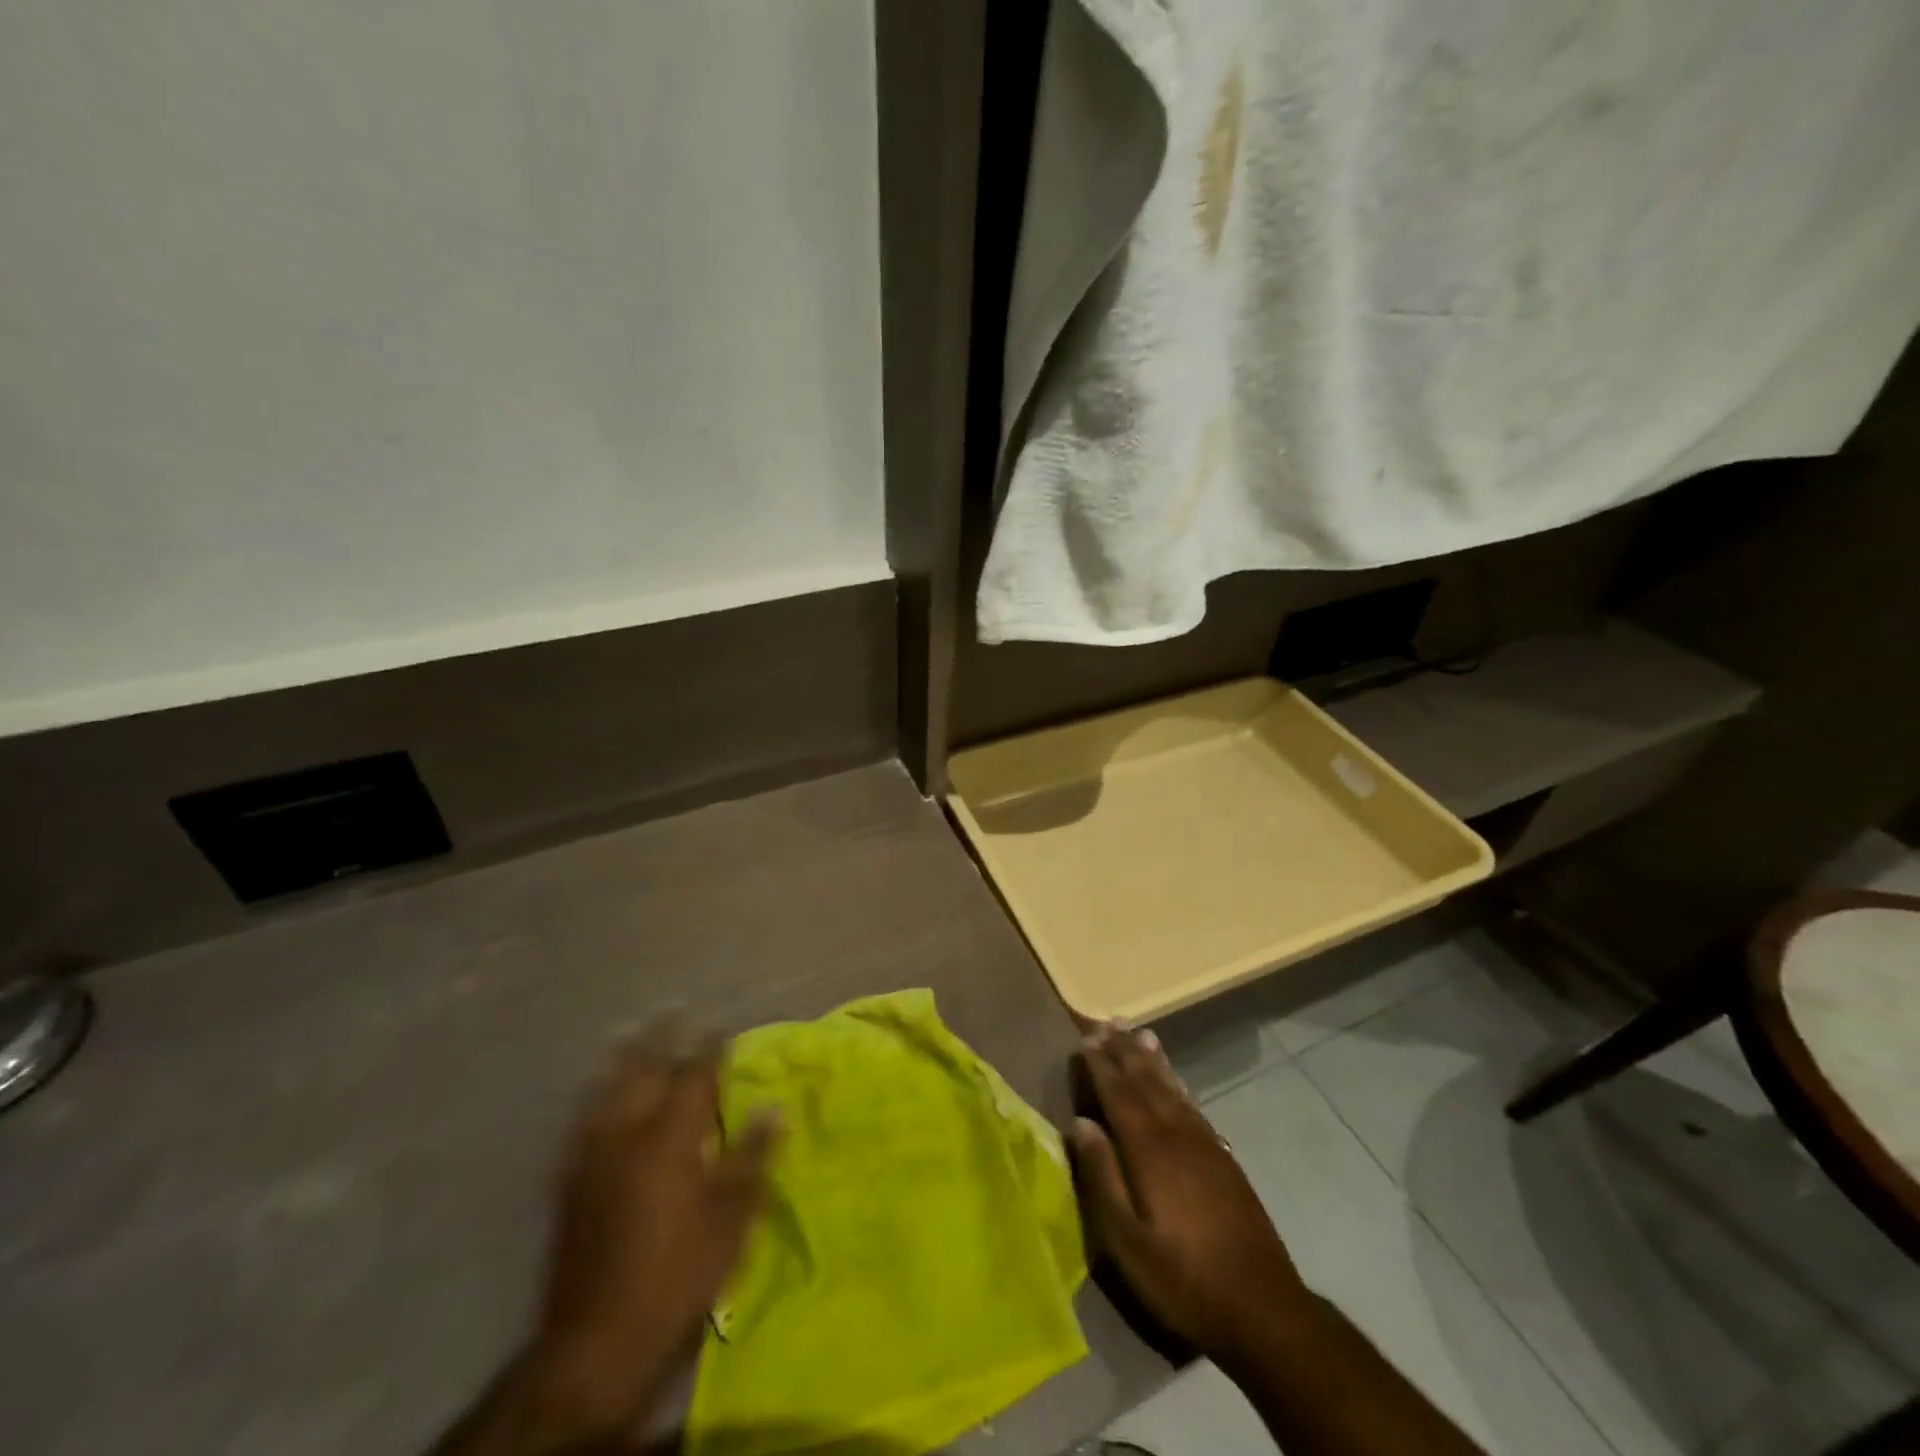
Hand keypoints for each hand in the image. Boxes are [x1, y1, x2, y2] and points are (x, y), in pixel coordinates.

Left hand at [532, 1045, 778, 1431]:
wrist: (596, 1340)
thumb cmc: (677, 1274)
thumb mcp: (731, 1219)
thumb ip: (752, 1156)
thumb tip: (775, 1108)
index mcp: (669, 1138)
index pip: (694, 1075)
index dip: (710, 1049)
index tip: (722, 1028)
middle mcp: (626, 1133)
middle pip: (644, 1069)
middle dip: (662, 1038)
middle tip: (675, 1012)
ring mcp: (591, 1154)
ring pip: (608, 1088)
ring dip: (625, 1058)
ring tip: (636, 1033)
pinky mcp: (570, 1179)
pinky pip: (584, 1118)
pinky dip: (598, 1094)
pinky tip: (602, 1092)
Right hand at [1071, 1024, 1309, 1365]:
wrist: (1263, 1309)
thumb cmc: (1183, 1278)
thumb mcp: (1127, 1241)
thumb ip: (1102, 1176)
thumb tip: (1081, 1123)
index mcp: (1150, 1150)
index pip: (1119, 1094)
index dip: (1101, 1065)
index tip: (1085, 1038)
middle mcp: (1178, 1135)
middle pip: (1147, 1081)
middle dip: (1125, 1051)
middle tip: (1108, 1021)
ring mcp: (1206, 1145)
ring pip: (1173, 1088)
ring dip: (1153, 1060)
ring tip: (1140, 1033)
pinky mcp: (1225, 1159)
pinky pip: (1193, 1106)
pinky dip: (1178, 1084)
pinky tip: (1176, 1081)